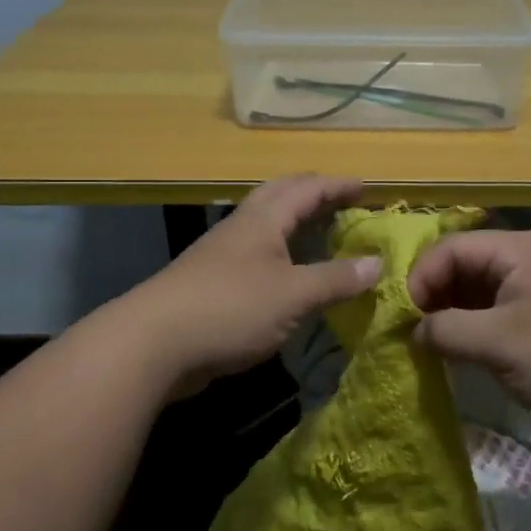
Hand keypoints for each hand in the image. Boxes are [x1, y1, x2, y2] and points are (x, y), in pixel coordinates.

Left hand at [130, 174, 381, 398]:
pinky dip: (281, 255)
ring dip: (295, 223)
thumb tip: (377, 263)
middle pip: (280, 196)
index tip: (367, 190)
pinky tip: (288, 276)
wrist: (153, 343)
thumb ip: (336, 279)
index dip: (338, 186)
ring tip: (321, 236)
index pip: (307, 189)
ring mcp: (223, 255)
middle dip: (313, 195)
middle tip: (342, 204)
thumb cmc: (230, 308)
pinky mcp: (212, 283)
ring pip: (265, 226)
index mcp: (263, 220)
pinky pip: (256, 256)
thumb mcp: (293, 295)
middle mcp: (242, 228)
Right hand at [408, 228, 530, 440]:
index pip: (450, 248)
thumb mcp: (499, 343)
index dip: (420, 279)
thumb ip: (446, 331)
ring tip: (432, 349)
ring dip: (454, 318)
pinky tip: (463, 357)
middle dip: (434, 298)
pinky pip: (499, 315)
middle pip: (464, 267)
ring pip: (480, 293)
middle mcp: (529, 260)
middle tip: (413, 336)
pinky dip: (476, 332)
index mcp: (519, 249)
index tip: (402, 319)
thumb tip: (414, 332)